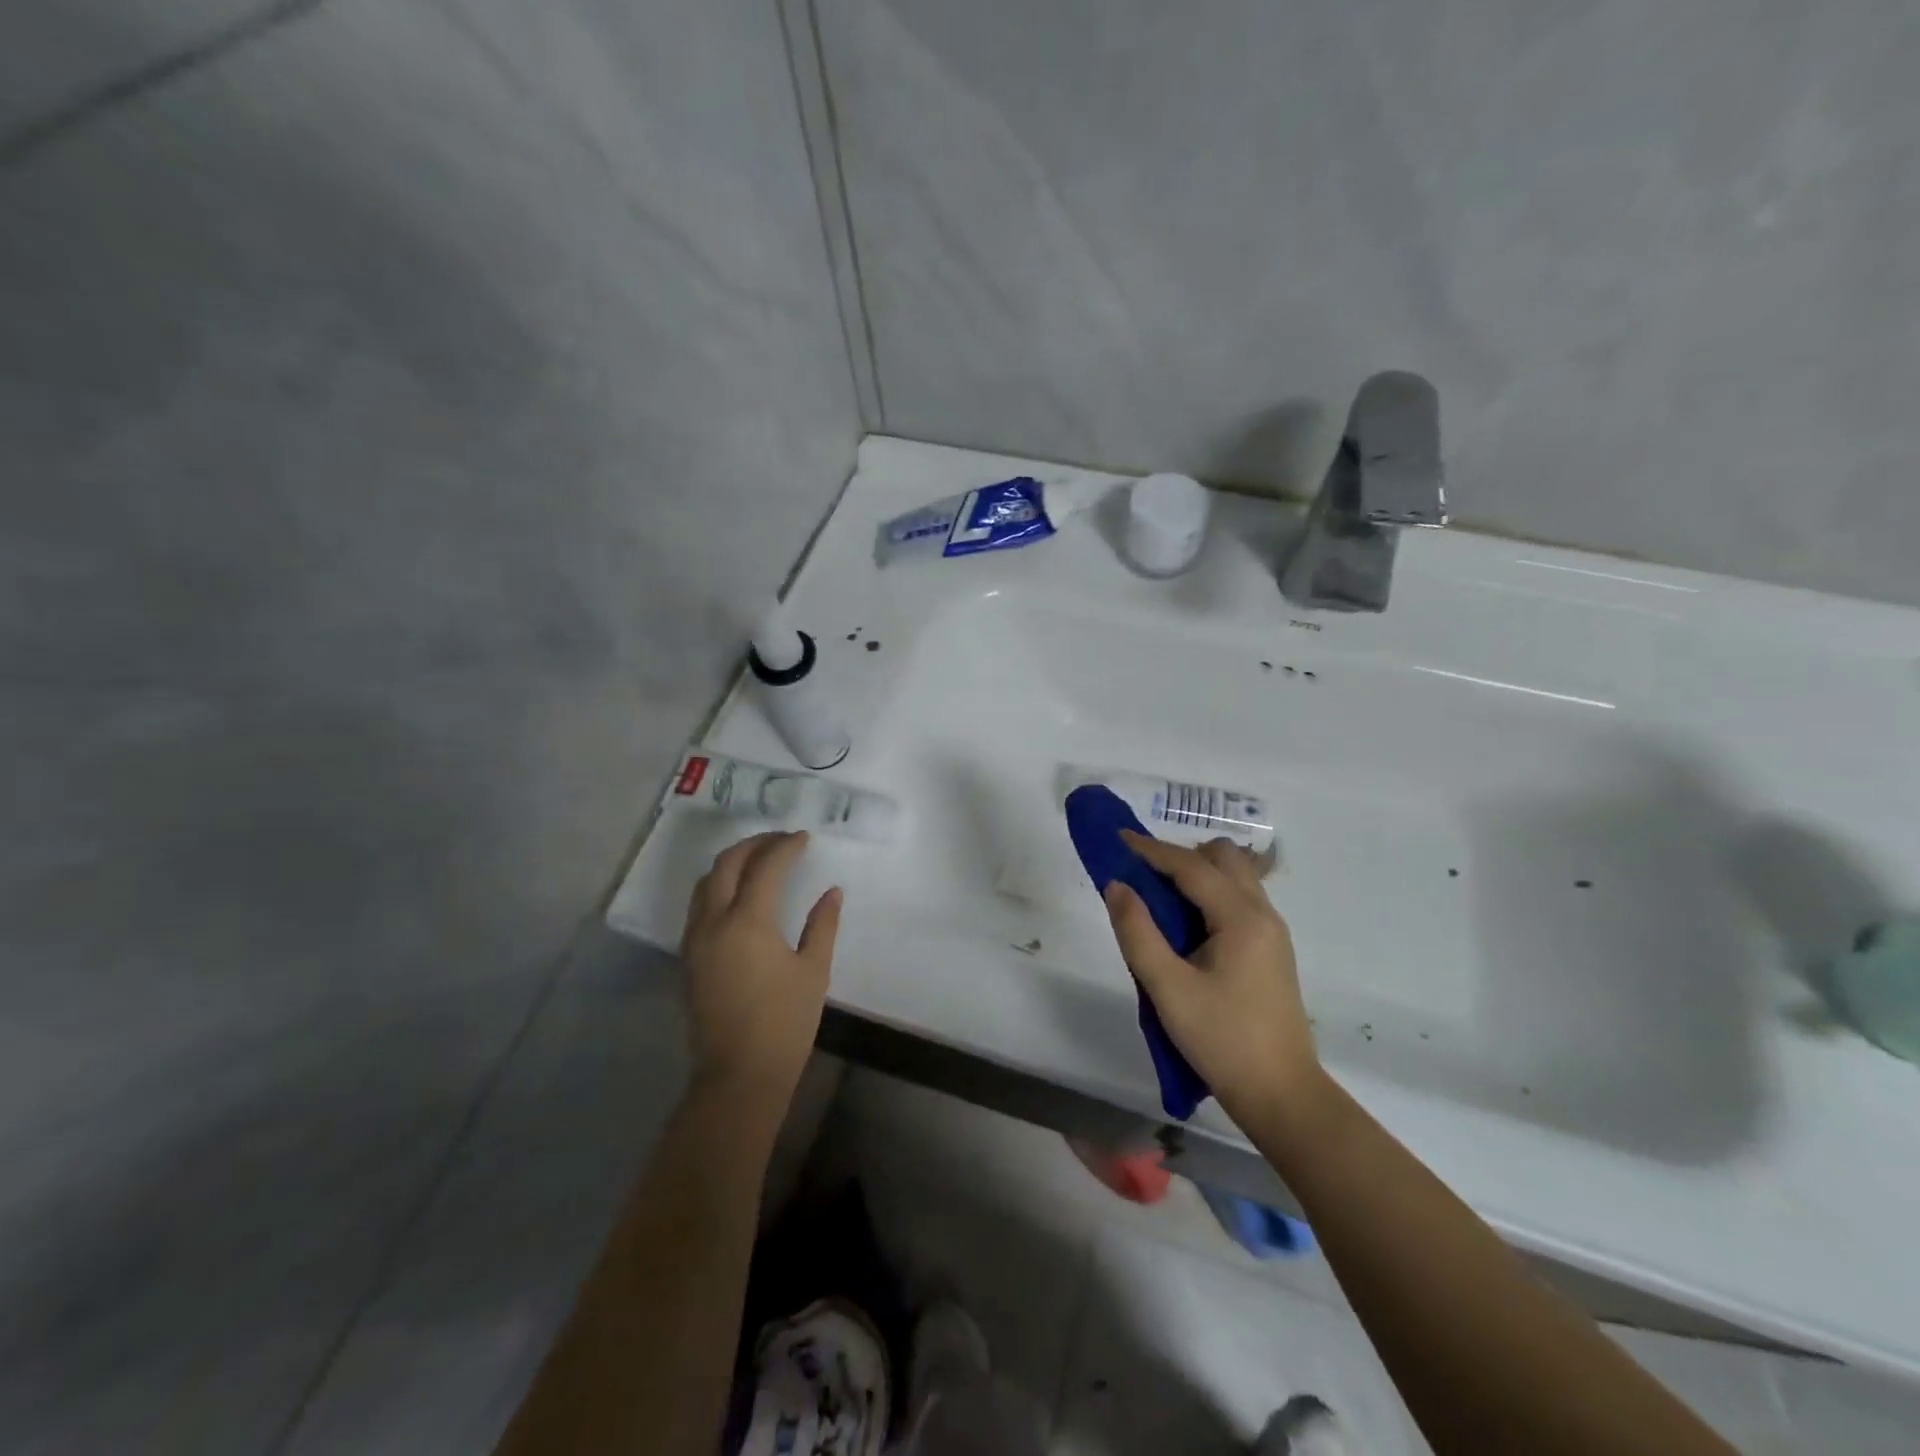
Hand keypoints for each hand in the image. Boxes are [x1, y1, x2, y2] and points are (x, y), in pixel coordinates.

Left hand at [680, 831, 840, 1099]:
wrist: (739, 1074)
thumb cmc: (785, 1023)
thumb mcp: (813, 971)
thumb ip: (822, 925)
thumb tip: (832, 892)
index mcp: (748, 921)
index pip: (766, 867)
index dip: (786, 847)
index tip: (804, 838)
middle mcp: (714, 921)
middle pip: (727, 864)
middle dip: (754, 844)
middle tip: (781, 840)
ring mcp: (696, 939)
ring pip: (705, 882)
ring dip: (731, 862)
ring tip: (759, 859)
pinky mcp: (689, 957)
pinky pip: (699, 905)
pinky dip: (718, 886)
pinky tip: (739, 894)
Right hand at [1104, 832, 1321, 1121]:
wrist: (1282, 1095)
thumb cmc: (1222, 1040)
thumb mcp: (1168, 988)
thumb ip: (1137, 932)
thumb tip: (1117, 885)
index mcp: (1241, 917)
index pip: (1191, 866)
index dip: (1152, 849)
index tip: (1118, 838)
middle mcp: (1263, 914)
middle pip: (1223, 857)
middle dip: (1180, 855)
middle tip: (1143, 875)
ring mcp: (1271, 932)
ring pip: (1235, 877)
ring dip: (1197, 873)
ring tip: (1159, 898)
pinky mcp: (1270, 950)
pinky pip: (1238, 899)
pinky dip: (1209, 894)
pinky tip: (1186, 924)